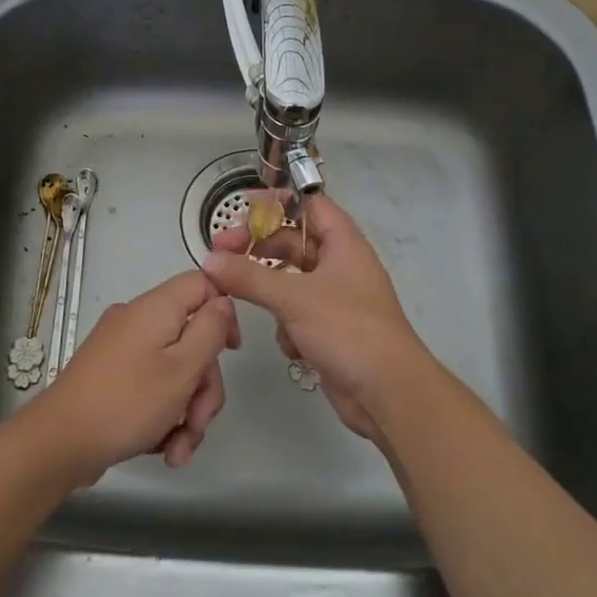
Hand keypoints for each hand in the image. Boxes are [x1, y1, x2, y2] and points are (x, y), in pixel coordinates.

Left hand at [31, 270, 239, 480]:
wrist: (59, 442)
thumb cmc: (128, 402)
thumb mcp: (182, 369)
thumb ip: (210, 331)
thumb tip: (222, 303)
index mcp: (155, 308)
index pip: (202, 284)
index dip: (224, 313)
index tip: (231, 352)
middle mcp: (137, 320)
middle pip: (190, 338)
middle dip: (202, 386)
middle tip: (198, 422)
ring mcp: (121, 348)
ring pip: (173, 369)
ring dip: (185, 411)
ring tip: (178, 451)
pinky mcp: (111, 376)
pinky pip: (150, 385)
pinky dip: (162, 415)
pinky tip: (162, 449)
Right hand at [202, 192, 435, 441]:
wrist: (388, 393)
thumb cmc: (347, 330)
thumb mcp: (293, 298)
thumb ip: (248, 276)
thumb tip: (209, 260)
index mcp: (343, 243)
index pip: (309, 205)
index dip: (278, 203)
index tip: (243, 209)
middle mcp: (341, 265)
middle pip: (293, 242)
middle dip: (259, 248)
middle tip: (222, 254)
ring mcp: (336, 299)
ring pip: (291, 280)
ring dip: (269, 290)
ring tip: (239, 295)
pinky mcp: (331, 330)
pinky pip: (298, 314)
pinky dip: (288, 325)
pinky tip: (290, 343)